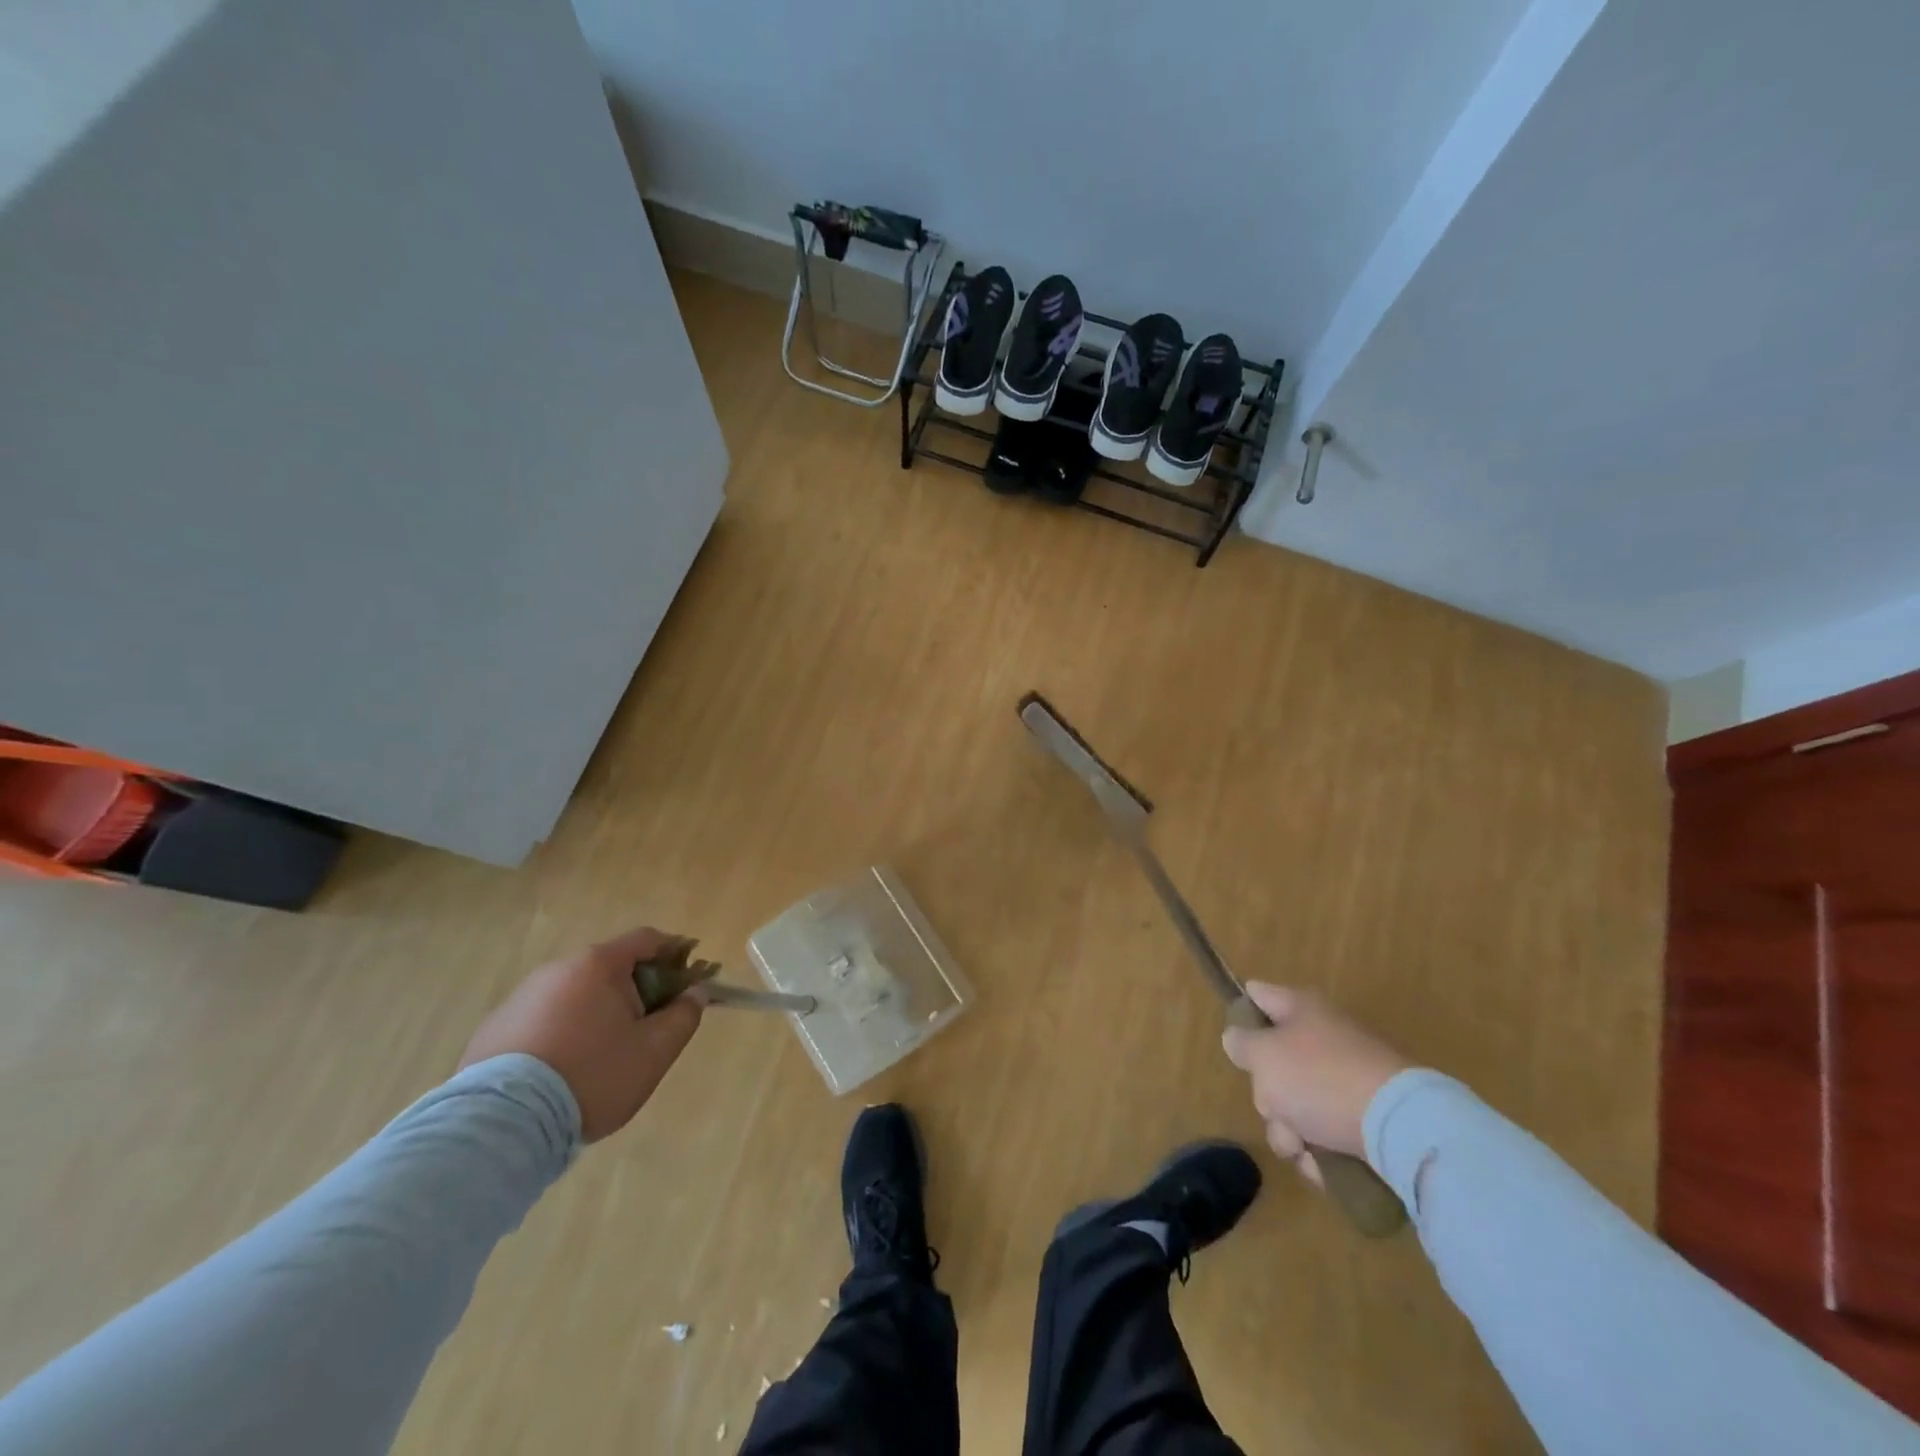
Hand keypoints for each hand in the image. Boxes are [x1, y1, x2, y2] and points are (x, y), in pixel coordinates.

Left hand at [459, 926, 705, 1141]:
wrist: (501, 1126)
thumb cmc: (592, 1076)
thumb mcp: (654, 1051)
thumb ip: (684, 1015)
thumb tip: (695, 992)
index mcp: (597, 965)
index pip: (647, 939)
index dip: (675, 951)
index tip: (691, 974)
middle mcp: (556, 970)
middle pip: (610, 967)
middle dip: (637, 988)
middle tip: (651, 1024)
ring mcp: (520, 998)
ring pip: (575, 994)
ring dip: (598, 1011)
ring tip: (606, 1054)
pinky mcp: (493, 1030)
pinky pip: (544, 1019)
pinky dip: (564, 1031)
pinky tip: (565, 1069)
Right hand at [1221, 982, 1407, 1183]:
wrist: (1400, 1127)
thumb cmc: (1319, 1078)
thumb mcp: (1263, 1056)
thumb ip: (1241, 1044)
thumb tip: (1238, 1039)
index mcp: (1300, 1009)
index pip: (1257, 995)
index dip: (1240, 1013)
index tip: (1235, 1044)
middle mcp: (1324, 1037)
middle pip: (1274, 1061)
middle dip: (1267, 1093)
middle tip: (1274, 1106)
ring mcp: (1347, 1077)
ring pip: (1296, 1102)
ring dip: (1289, 1129)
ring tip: (1302, 1146)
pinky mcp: (1365, 1116)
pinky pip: (1325, 1130)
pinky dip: (1319, 1149)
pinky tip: (1322, 1164)